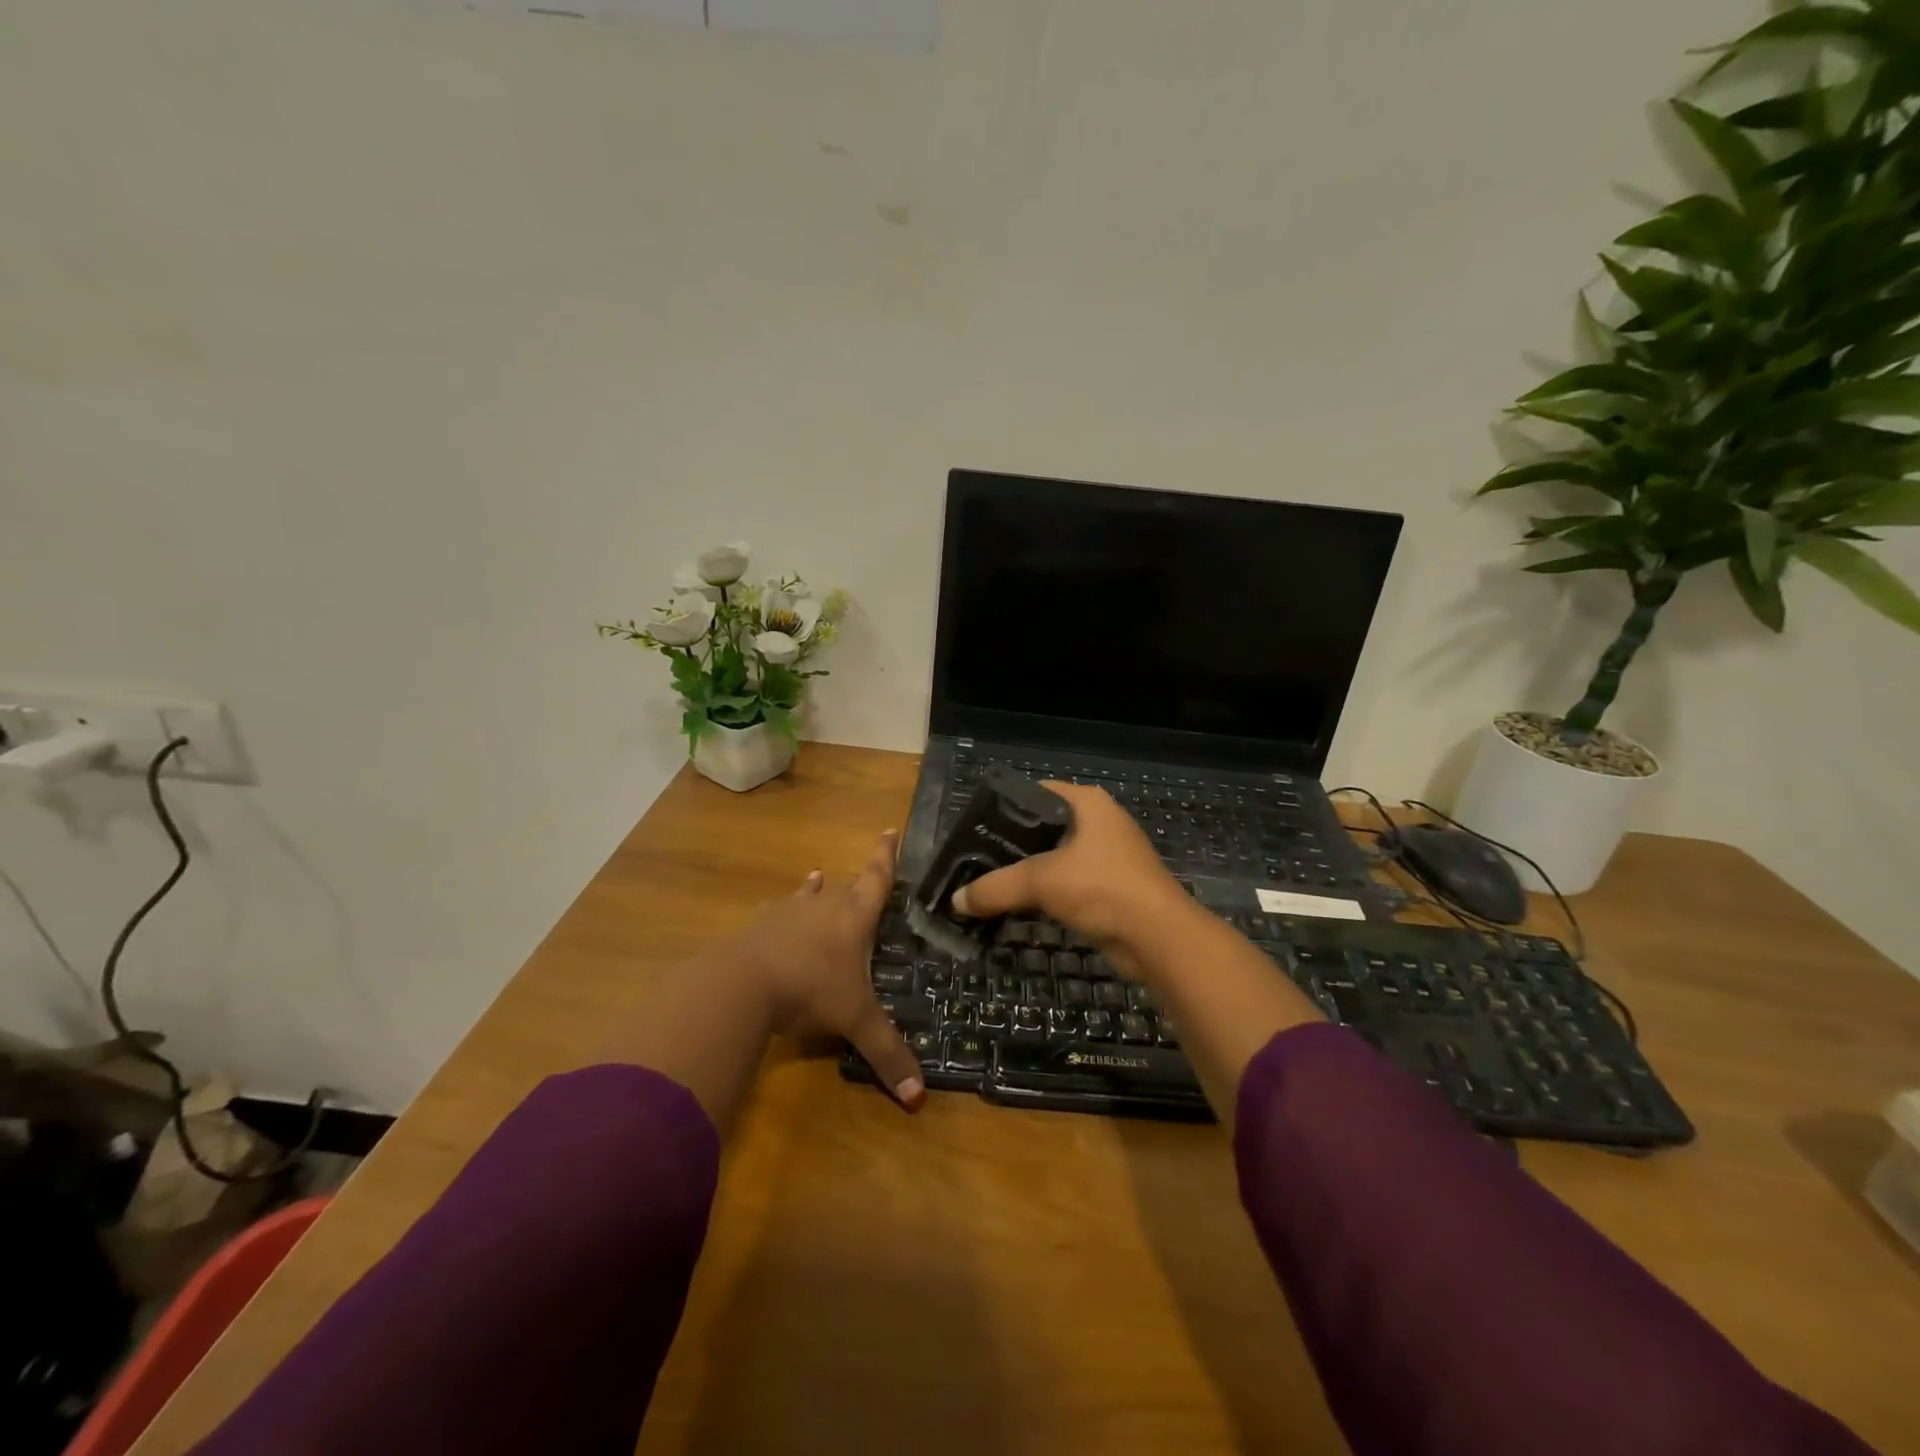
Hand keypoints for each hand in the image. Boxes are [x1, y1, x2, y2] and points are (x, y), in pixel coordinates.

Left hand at [719, 829, 925, 1109]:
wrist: (742, 983)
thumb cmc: (810, 990)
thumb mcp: (854, 1021)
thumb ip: (886, 1054)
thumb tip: (918, 1099)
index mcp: (854, 917)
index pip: (877, 879)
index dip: (886, 856)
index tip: (889, 830)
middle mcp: (824, 905)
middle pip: (845, 886)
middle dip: (856, 882)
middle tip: (864, 881)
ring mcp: (787, 911)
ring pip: (808, 894)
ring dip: (816, 889)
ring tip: (817, 878)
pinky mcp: (758, 925)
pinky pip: (776, 912)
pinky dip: (783, 911)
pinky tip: (776, 913)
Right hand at [950, 783, 1199, 972]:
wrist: (1158, 937)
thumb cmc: (1102, 888)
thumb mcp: (1041, 881)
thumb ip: (995, 887)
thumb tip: (955, 900)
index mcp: (1088, 803)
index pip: (1036, 792)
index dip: (1005, 807)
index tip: (975, 828)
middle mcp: (1100, 823)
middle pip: (1044, 827)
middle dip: (1011, 845)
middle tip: (976, 860)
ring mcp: (1108, 857)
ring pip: (1056, 859)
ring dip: (1028, 874)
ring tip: (990, 885)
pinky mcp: (1111, 888)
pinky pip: (1068, 884)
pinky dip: (1046, 894)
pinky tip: (1019, 906)